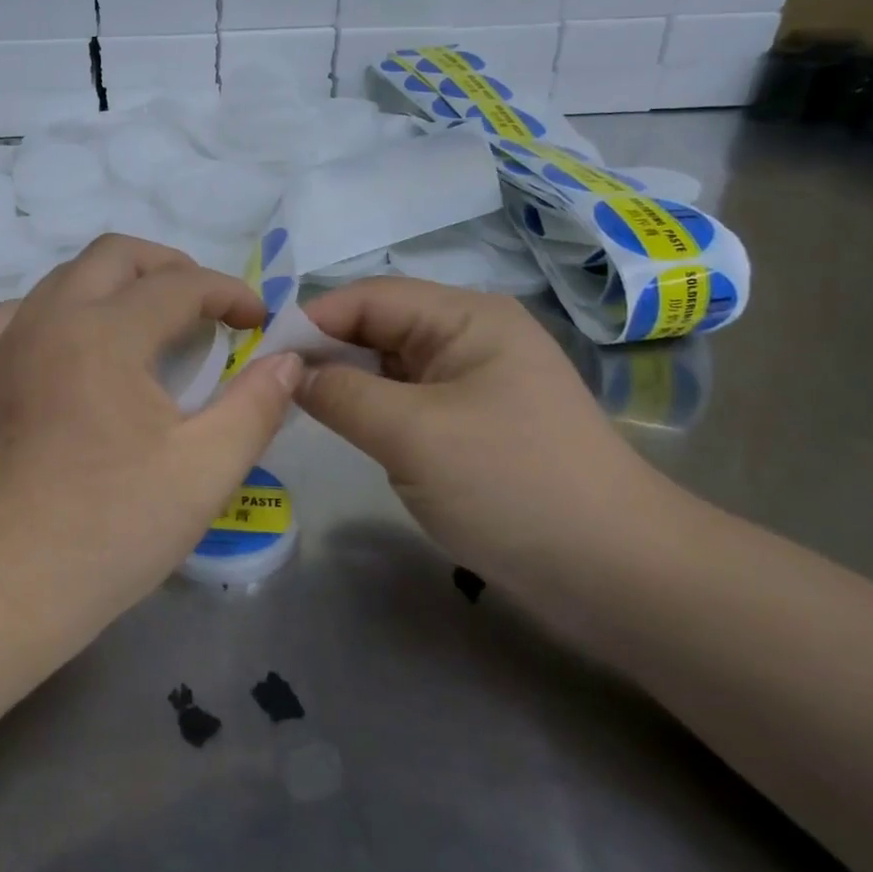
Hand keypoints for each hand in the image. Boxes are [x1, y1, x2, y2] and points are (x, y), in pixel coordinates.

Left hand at [0, 235, 302, 639]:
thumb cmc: (108, 530)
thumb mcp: (203, 472)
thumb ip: (255, 406)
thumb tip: (287, 360)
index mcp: (103, 335)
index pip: (179, 285)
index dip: (229, 294)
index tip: (258, 322)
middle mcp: (50, 319)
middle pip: (116, 255)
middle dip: (172, 268)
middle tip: (207, 307)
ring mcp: (9, 342)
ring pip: (68, 275)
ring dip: (118, 282)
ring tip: (152, 322)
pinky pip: (27, 311)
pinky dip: (65, 308)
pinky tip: (81, 346)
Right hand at [297, 279, 663, 571]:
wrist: (616, 573)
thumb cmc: (512, 485)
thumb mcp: (413, 434)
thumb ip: (340, 394)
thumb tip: (286, 372)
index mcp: (465, 316)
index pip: (367, 298)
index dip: (309, 321)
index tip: (256, 358)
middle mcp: (469, 336)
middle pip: (377, 327)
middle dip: (323, 352)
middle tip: (265, 388)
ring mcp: (473, 380)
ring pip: (388, 366)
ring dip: (344, 383)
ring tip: (293, 408)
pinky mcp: (472, 421)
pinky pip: (406, 400)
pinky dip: (371, 410)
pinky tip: (343, 429)